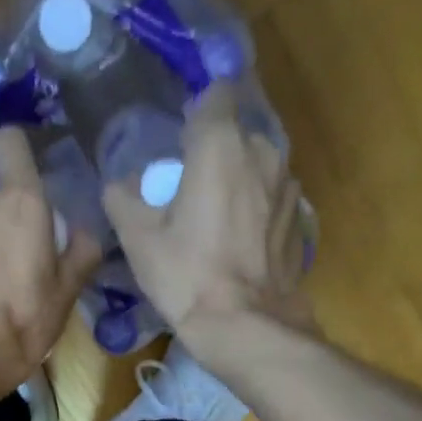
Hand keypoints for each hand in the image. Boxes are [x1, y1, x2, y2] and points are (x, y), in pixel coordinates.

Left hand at [0, 126, 101, 396]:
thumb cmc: (26, 317)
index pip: (12, 142)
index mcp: (23, 201)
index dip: (19, 150)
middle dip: (12, 218)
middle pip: (1, 195)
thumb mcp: (68, 289)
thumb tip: (83, 234)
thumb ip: (82, 251)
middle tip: (26, 259)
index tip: (30, 174)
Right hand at [102, 82, 313, 355]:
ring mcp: (287, 186)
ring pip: (256, 167)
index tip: (178, 140)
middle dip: (212, 154)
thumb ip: (123, 198)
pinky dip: (254, 211)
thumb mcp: (138, 239)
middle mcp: (263, 152)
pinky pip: (269, 200)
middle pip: (234, 135)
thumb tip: (122, 184)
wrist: (246, 326)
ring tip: (213, 221)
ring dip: (236, 183)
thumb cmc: (187, 275)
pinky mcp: (298, 219)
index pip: (214, 94)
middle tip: (187, 192)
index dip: (195, 111)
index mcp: (221, 145)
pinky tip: (237, 245)